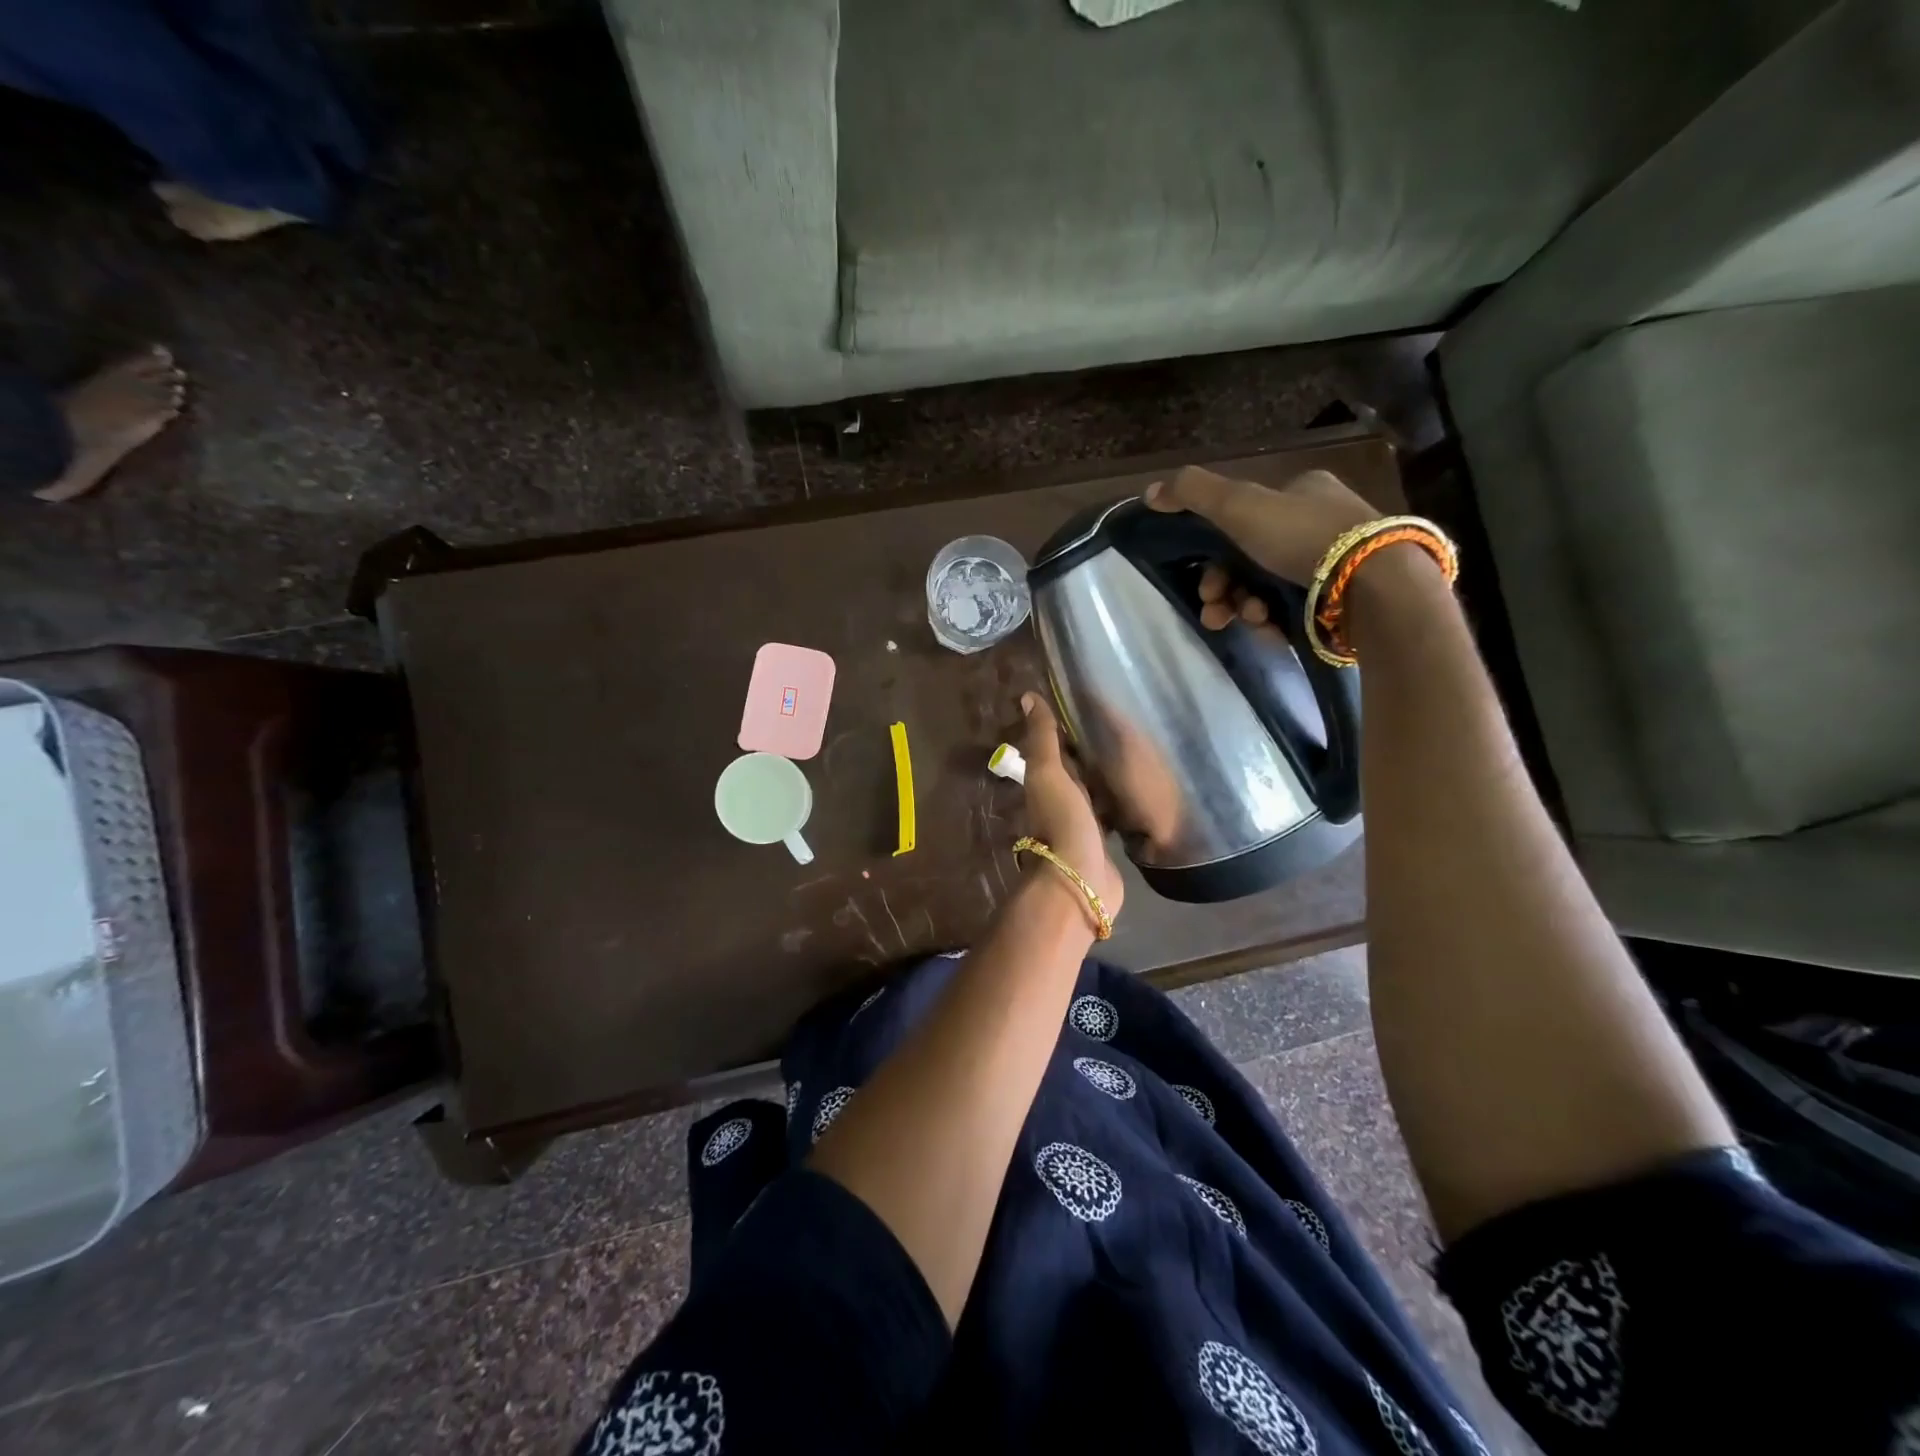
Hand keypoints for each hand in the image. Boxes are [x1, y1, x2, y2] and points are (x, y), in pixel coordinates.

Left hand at [1017, 692, 1124, 921]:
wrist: (1081, 880)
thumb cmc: (1062, 821)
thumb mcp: (1048, 773)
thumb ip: (1041, 738)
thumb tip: (1027, 696)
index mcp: (1047, 784)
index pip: (1056, 750)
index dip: (1066, 730)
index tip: (1088, 706)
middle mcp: (1062, 802)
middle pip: (1076, 772)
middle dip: (1090, 754)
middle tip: (1119, 728)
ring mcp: (1084, 825)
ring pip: (1094, 794)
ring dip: (1105, 779)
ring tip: (1132, 755)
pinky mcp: (1105, 844)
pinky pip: (1112, 817)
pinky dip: (1120, 804)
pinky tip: (1138, 793)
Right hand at [1144, 465, 1378, 618]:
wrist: (1370, 585)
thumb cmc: (1302, 537)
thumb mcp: (1239, 505)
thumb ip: (1192, 493)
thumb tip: (1150, 492)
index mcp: (1301, 492)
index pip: (1244, 518)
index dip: (1214, 550)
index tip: (1203, 577)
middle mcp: (1319, 523)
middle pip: (1249, 560)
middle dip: (1224, 588)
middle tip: (1214, 608)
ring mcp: (1333, 565)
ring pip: (1267, 589)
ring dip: (1245, 607)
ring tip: (1249, 620)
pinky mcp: (1340, 601)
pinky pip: (1292, 611)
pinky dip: (1274, 621)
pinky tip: (1271, 629)